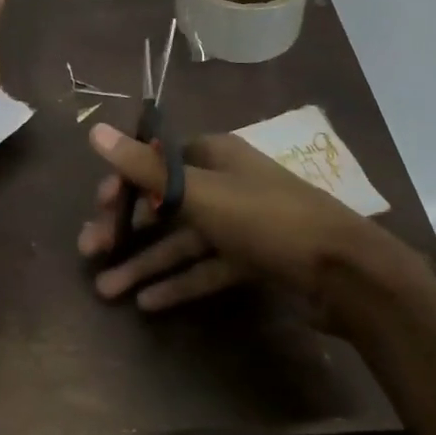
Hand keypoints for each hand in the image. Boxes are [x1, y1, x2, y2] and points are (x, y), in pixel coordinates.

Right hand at [75, 122, 388, 309]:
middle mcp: (225, 184)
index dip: (125, 179)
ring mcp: (240, 224)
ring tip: (106, 288)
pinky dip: (179, 282)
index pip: (158, 160)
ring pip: (182, 240)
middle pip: (165, 202)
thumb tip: (94, 131)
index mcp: (214, 155)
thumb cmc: (266, 219)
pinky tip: (147, 303)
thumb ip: (145, 167)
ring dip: (146, 262)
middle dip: (128, 227)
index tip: (99, 205)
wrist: (344, 273)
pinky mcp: (252, 260)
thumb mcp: (200, 192)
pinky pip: (206, 268)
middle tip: (91, 250)